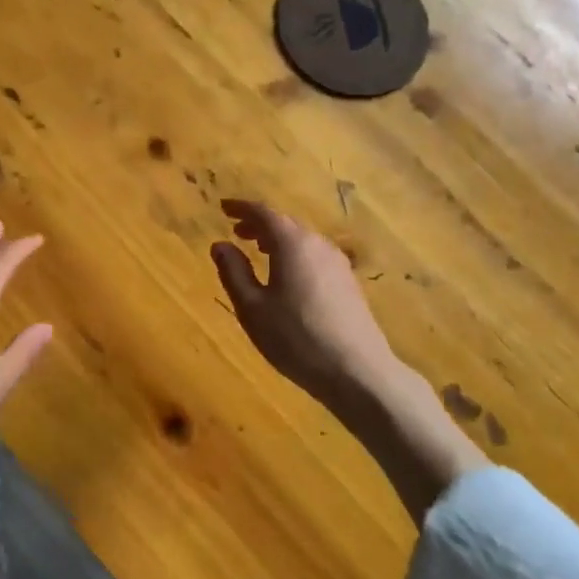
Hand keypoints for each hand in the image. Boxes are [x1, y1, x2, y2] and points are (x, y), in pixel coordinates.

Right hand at [210, 199, 487, 521]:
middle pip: (285, 223)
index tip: (223, 207)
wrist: (357, 371)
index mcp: (293, 243)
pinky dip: (294, 254)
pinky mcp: (348, 283)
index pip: (264, 213)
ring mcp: (338, 263)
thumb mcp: (252, 308)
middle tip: (237, 230)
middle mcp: (318, 244)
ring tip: (258, 251)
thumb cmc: (296, 337)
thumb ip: (234, 272)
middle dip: (259, 224)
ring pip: (302, 240)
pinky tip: (287, 276)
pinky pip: (314, 255)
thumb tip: (221, 245)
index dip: (242, 208)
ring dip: (278, 240)